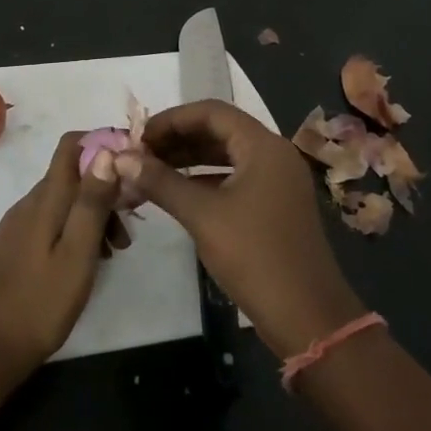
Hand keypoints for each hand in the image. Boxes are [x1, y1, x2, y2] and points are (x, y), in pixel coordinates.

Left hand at [0, 130, 120, 376]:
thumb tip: (106, 151)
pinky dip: (76, 229)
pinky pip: (53, 220)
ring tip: (114, 252)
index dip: (101, 144)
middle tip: (128, 230)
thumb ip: (91, 202)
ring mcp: (20, 222)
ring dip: (93, 214)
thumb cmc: (42, 301)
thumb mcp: (77, 253)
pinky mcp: (18, 243)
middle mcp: (30, 202)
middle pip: (72, 175)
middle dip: (105, 190)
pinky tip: (89, 261)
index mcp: (45, 199)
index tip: (131, 168)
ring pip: (65, 200)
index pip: (70, 145)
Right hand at [117, 100, 365, 358]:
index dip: (171, 119)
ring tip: (150, 171)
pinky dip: (205, 179)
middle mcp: (274, 154)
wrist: (308, 318)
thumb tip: (121, 158)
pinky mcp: (275, 205)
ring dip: (189, 159)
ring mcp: (277, 181)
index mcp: (263, 146)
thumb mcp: (202, 216)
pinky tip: (176, 193)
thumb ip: (161, 182)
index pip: (211, 112)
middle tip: (140, 154)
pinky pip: (235, 177)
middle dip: (177, 139)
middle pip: (219, 130)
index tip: (138, 136)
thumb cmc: (255, 256)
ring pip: (226, 155)